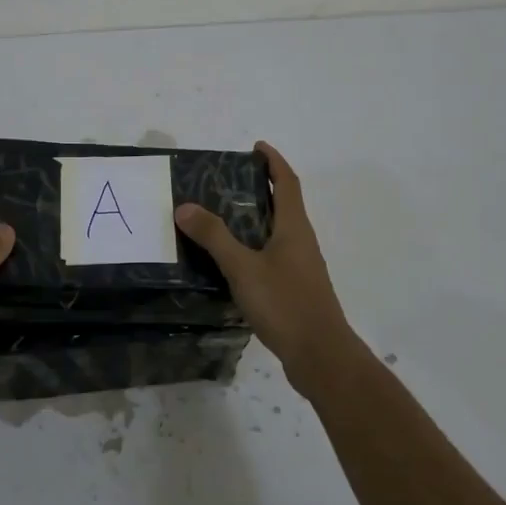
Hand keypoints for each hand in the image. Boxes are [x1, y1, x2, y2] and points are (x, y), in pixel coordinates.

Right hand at [174, 141, 359, 396]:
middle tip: (228, 181)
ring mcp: (301, 267)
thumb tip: (184, 206)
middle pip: (284, 204)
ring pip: (279, 231)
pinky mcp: (296, 289)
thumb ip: (214, 237)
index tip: (256, 147)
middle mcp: (301, 241)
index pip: (287, 183)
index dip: (274, 161)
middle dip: (261, 187)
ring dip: (257, 218)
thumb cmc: (285, 304)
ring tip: (223, 216)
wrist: (321, 357)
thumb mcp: (243, 268)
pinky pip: (274, 255)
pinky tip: (234, 261)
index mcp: (293, 227)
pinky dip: (255, 245)